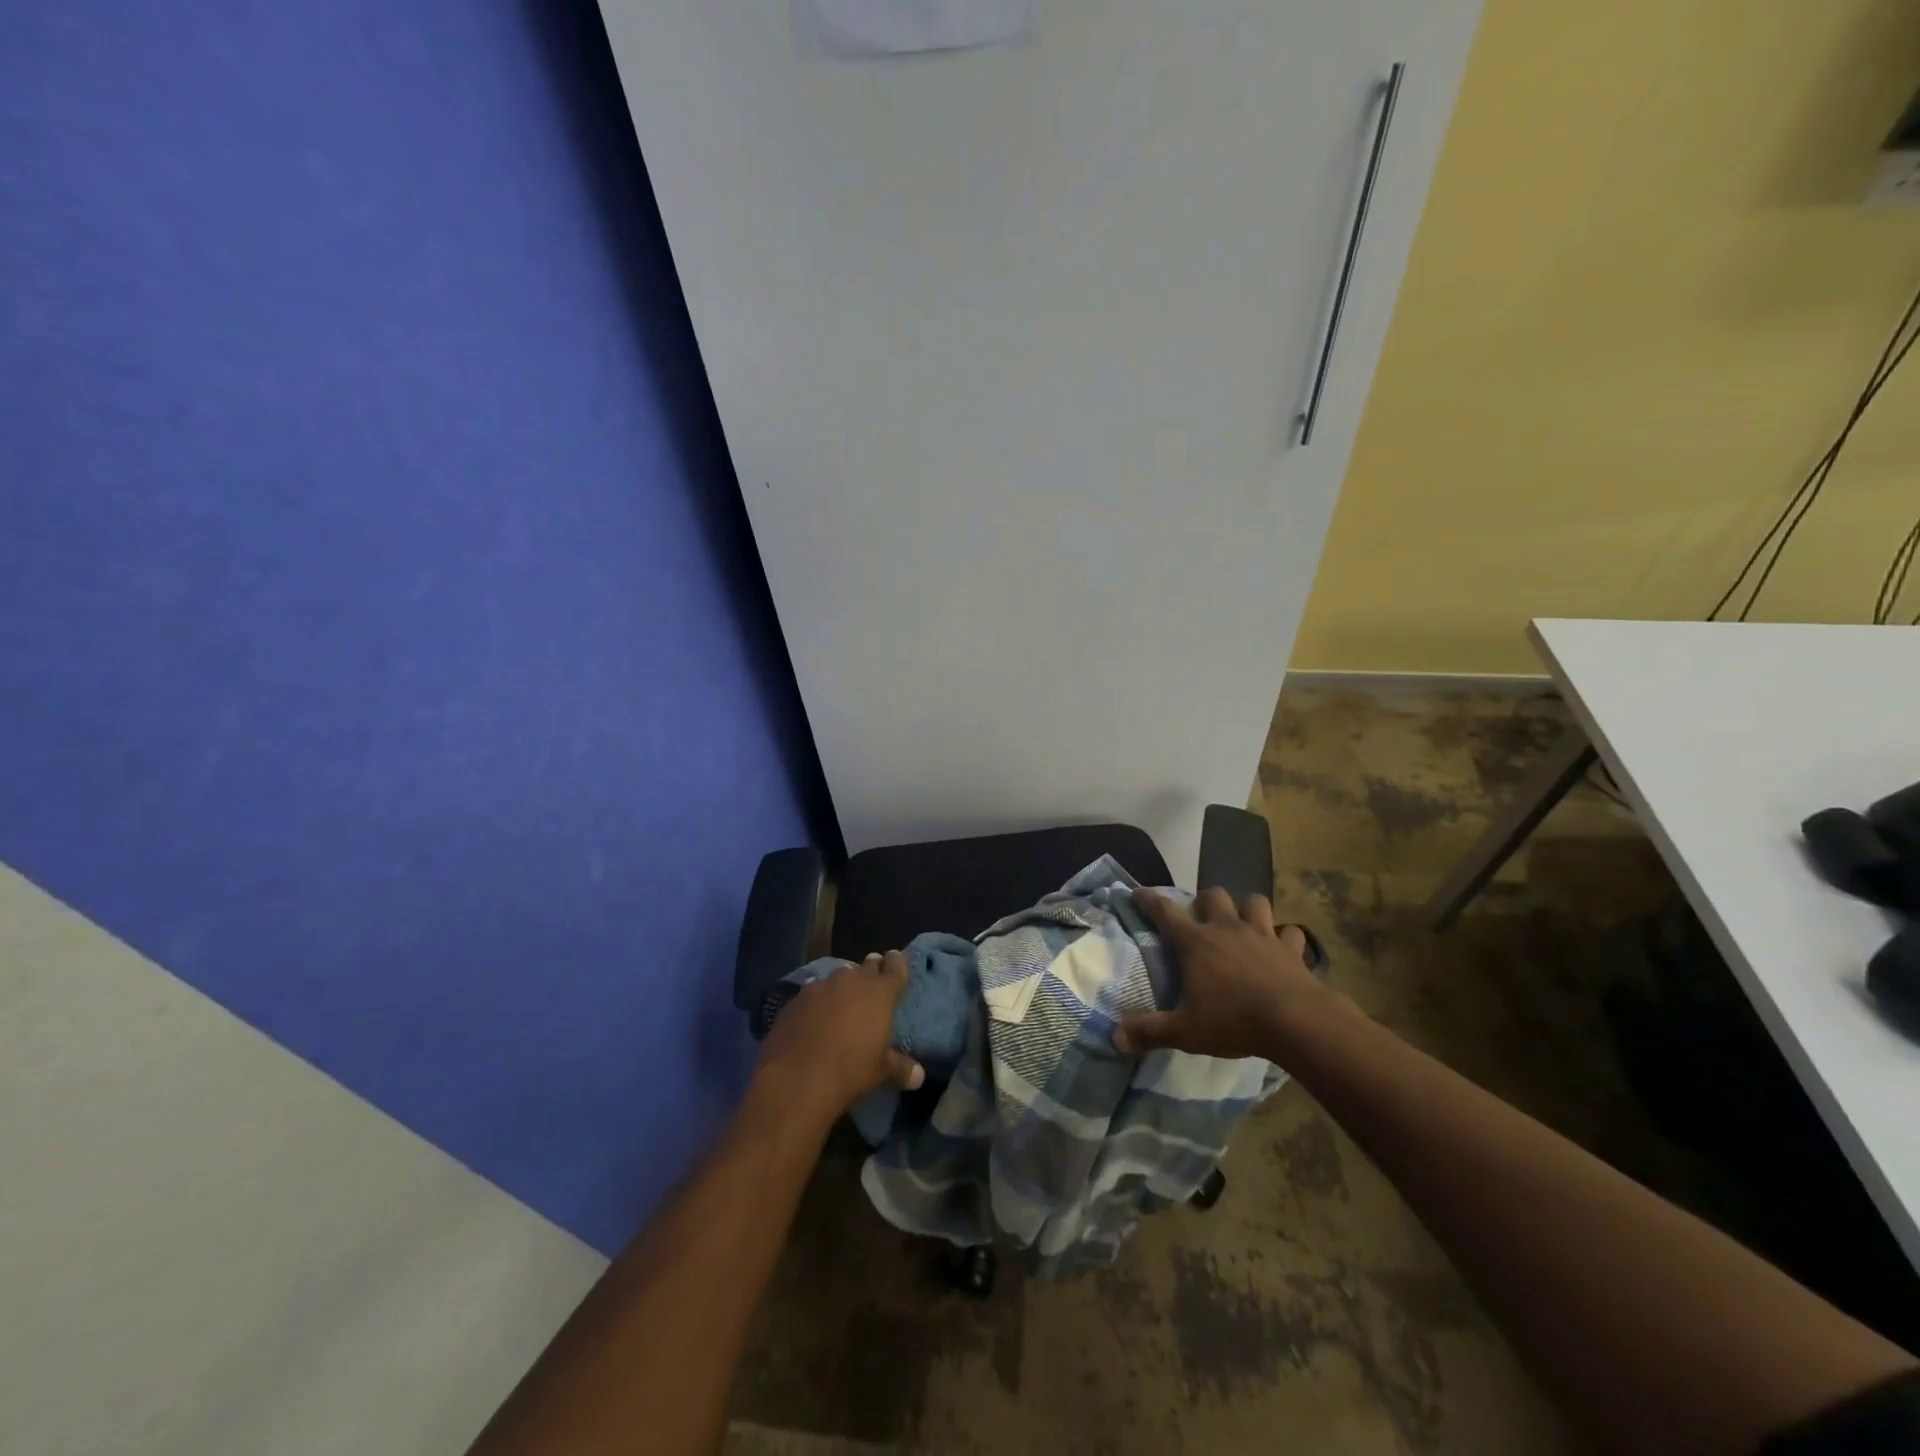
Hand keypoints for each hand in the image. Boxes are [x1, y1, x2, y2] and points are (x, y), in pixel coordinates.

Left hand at [754, 952, 924, 1120]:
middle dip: (872, 970)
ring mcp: (821, 986)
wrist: (796, 1079)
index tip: (896, 961)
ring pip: (839, 976)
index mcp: (880, 993)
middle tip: (873, 981)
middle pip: (867, 966)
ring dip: (844, 984)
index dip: (897, 962)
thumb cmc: (849, 1071)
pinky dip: (819, 998)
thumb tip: (919, 1076)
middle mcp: (852, 981)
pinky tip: (815, 1012)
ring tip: (844, 998)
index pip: (895, 966)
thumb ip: (900, 1067)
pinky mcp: (797, 998)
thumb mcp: (880, 1071)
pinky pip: (813, 990)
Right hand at [1114, 887, 1333, 1059]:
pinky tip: (1283, 948)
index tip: (1137, 893)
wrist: (1296, 1022)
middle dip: (1206, 901)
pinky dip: (1286, 937)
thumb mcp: (1185, 1031)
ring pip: (1254, 902)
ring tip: (1243, 923)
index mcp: (1196, 943)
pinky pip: (1291, 932)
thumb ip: (1150, 1032)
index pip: (1165, 912)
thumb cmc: (1234, 1021)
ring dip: (1247, 908)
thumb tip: (1115, 1037)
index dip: (1148, 900)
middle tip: (1203, 918)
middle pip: (1213, 895)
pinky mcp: (1292, 950)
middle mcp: (1227, 929)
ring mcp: (1263, 935)